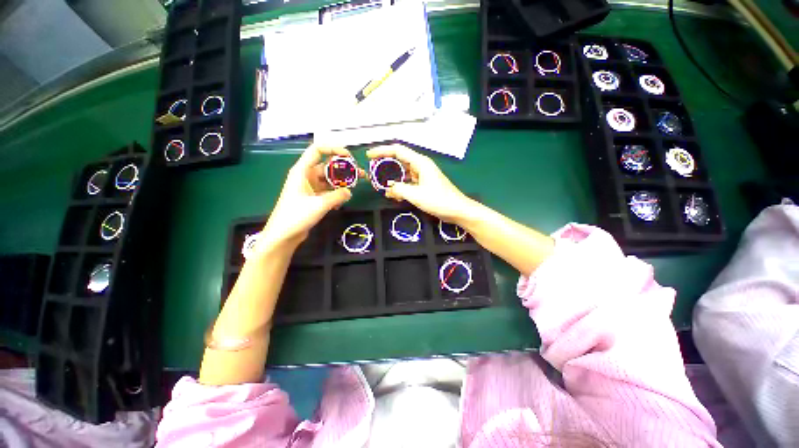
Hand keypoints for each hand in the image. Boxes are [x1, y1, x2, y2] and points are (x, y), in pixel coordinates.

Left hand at [260, 145, 359, 249]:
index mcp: (302, 170)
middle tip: (360, 174)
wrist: (283, 235)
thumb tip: (350, 192)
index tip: (349, 157)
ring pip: (329, 179)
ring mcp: (310, 187)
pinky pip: (327, 191)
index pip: (317, 150)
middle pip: (327, 165)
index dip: (334, 149)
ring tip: (356, 187)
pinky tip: (342, 202)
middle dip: (344, 169)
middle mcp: (306, 176)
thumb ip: (338, 196)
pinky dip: (335, 194)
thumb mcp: (320, 204)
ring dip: (342, 182)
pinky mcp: (312, 198)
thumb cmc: (297, 216)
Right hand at [367, 144, 471, 222]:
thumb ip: (399, 189)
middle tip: (372, 171)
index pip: (397, 150)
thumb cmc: (438, 200)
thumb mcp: (415, 195)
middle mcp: (421, 166)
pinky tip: (393, 194)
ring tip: (379, 184)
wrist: (457, 210)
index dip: (382, 151)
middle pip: (399, 160)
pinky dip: (400, 186)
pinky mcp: (424, 185)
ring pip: (403, 172)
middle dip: (385, 165)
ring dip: (391, 178)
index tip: (369, 155)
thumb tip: (389, 189)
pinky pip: (408, 182)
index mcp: (420, 162)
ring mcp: (423, 175)